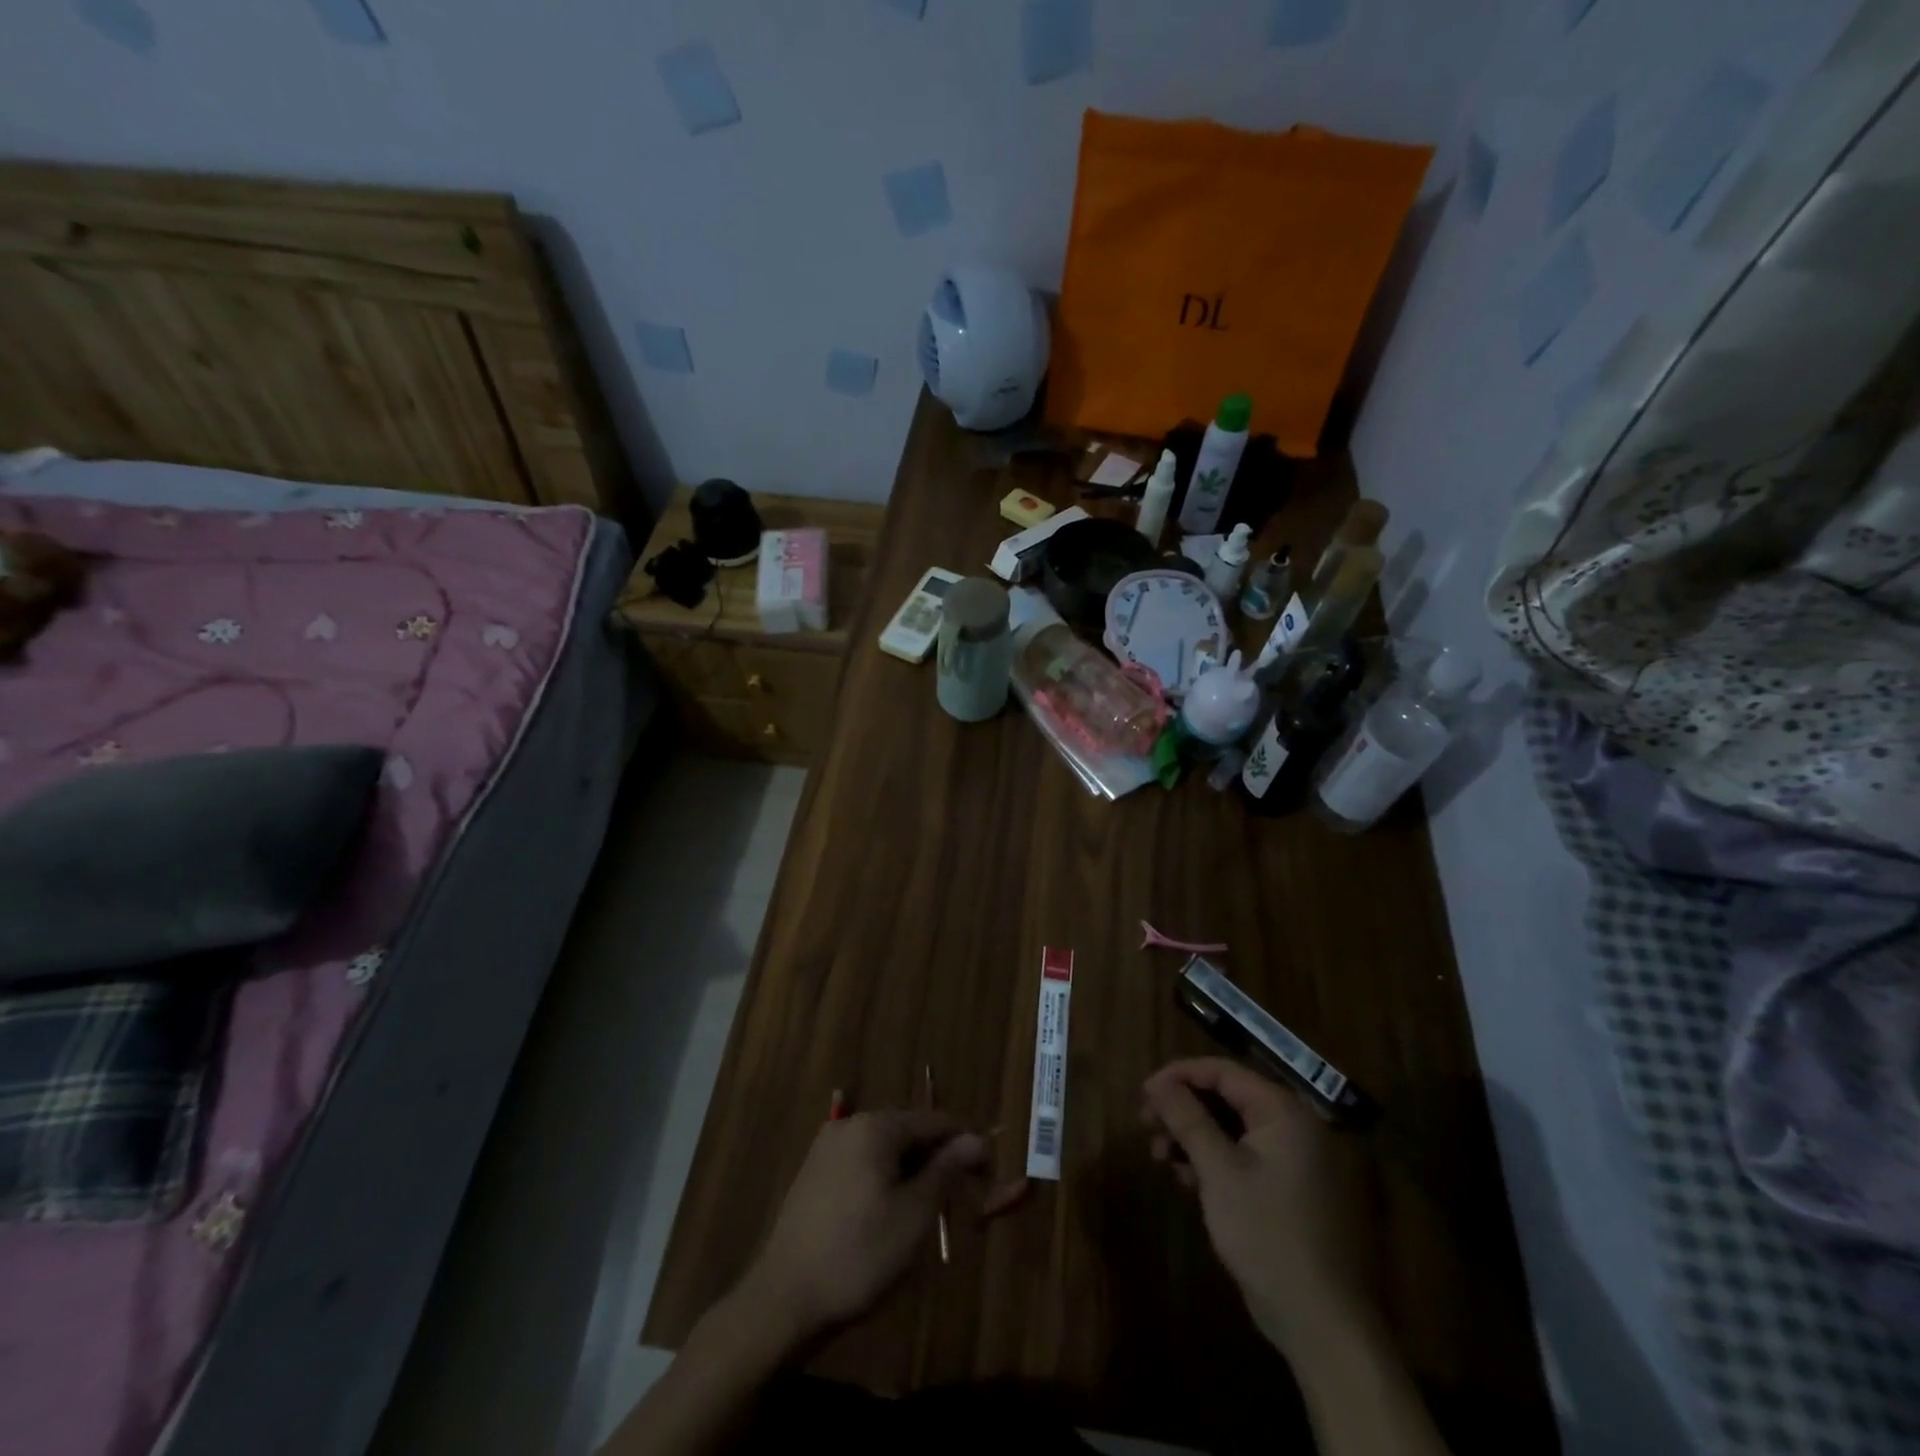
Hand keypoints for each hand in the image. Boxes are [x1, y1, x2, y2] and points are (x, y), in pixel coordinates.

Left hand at [736, 1110, 1020, 1345]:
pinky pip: (863, 1165)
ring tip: (928, 1215)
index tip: (987, 1177)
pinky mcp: (814, 1174)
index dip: (966, 1145)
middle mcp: (850, 1124)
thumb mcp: (915, 1214)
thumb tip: (977, 1138)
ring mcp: (827, 1148)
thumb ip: (947, 1170)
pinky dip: (885, 1181)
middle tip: (960, 1202)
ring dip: (912, 1174)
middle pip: (909, 1131)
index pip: (936, 1120)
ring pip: (886, 1150)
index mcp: (876, 1126)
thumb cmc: (860, 1255)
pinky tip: (890, 1218)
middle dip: (938, 1161)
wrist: (783, 1301)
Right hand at [1142, 1058, 1371, 1357]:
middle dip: (1183, 1108)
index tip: (1143, 1092)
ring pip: (1231, 1128)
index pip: (1222, 1072)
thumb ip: (1186, 1118)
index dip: (1178, 1076)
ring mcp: (1294, 1160)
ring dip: (1192, 1136)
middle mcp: (1293, 1126)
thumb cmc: (1266, 1233)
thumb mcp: (1218, 1170)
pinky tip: (1185, 1178)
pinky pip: (1243, 1156)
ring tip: (1159, 1156)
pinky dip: (1213, 1160)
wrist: (1320, 1322)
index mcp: (1283, 1111)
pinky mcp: (1288, 1189)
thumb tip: (1157, 1083)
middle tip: (1145, 1124)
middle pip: (1226, 1098)